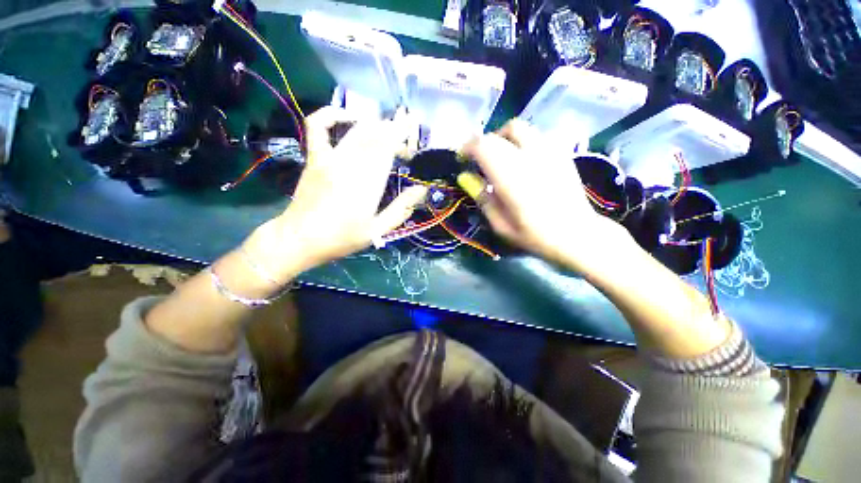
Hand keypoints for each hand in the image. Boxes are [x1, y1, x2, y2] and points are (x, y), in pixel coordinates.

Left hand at [251, 107, 427, 278]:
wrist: (300, 239)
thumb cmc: (342, 238)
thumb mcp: (377, 231)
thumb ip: (401, 209)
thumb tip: (422, 190)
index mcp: (368, 184)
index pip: (388, 149)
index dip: (402, 138)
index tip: (413, 138)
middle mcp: (350, 165)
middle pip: (375, 136)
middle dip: (394, 131)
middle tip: (405, 140)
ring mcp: (329, 159)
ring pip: (356, 130)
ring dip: (376, 125)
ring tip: (389, 129)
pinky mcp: (315, 158)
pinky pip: (318, 126)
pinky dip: (332, 114)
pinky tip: (348, 117)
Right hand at [461, 119, 630, 272]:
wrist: (577, 234)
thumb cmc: (535, 235)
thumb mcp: (500, 224)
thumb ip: (482, 197)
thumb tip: (465, 177)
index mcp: (510, 176)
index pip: (482, 146)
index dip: (467, 148)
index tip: (462, 158)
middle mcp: (529, 157)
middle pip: (500, 133)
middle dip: (484, 143)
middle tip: (479, 160)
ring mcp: (548, 152)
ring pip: (520, 128)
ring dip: (503, 138)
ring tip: (500, 157)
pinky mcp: (560, 153)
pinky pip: (535, 136)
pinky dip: (521, 142)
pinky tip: (522, 160)